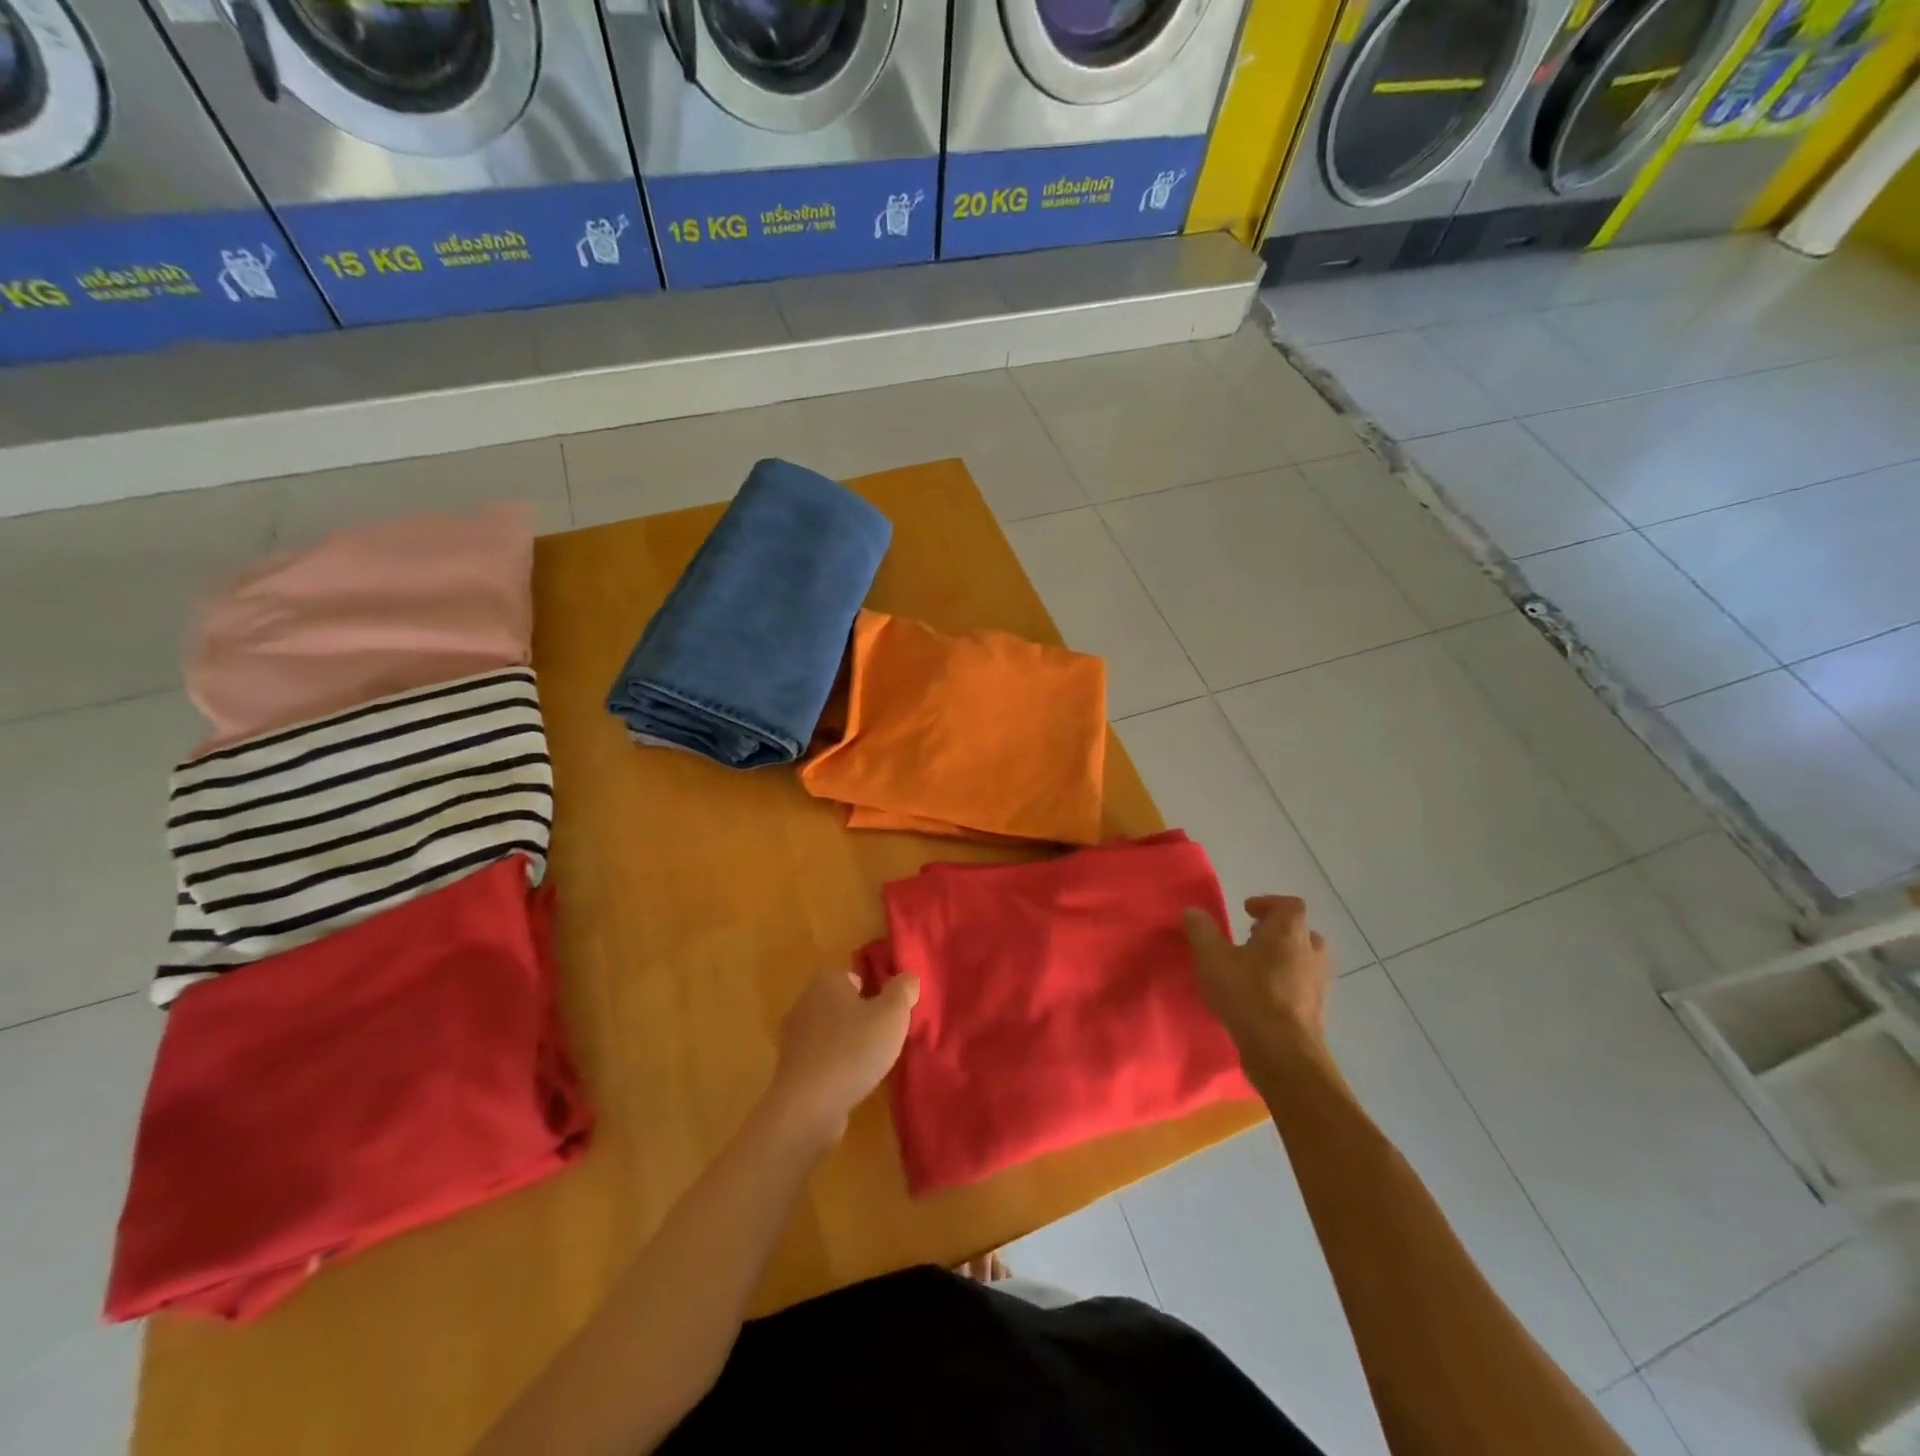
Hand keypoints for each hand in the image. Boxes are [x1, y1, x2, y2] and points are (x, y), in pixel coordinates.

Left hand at [768, 969, 918, 1146]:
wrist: (808, 1106)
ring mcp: (793, 1037)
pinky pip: (821, 1059)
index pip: (857, 979)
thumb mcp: (892, 1015)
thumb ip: (903, 990)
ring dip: (849, 1045)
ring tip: (872, 1065)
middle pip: (844, 1005)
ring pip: (832, 1033)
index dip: (878, 995)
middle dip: (863, 1019)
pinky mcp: (790, 1068)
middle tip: (886, 1040)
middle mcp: (805, 1002)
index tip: (893, 1016)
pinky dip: (835, 1067)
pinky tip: (851, 1083)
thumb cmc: (853, 1050)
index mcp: (827, 981)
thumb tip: (909, 977)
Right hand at [1184, 896, 1331, 1052]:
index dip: (1268, 903)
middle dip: (1277, 932)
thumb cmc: (1248, 995)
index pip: (1289, 905)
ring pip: (1304, 960)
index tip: (1246, 910)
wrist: (1283, 1053)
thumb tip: (1192, 911)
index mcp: (1289, 933)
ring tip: (1255, 968)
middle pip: (1301, 932)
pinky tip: (1262, 997)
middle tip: (1252, 938)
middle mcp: (1310, 953)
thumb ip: (1202, 931)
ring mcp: (1318, 983)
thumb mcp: (1213, 959)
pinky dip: (1287, 984)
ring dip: (1283, 959)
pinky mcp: (1317, 1011)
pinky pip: (1303, 986)